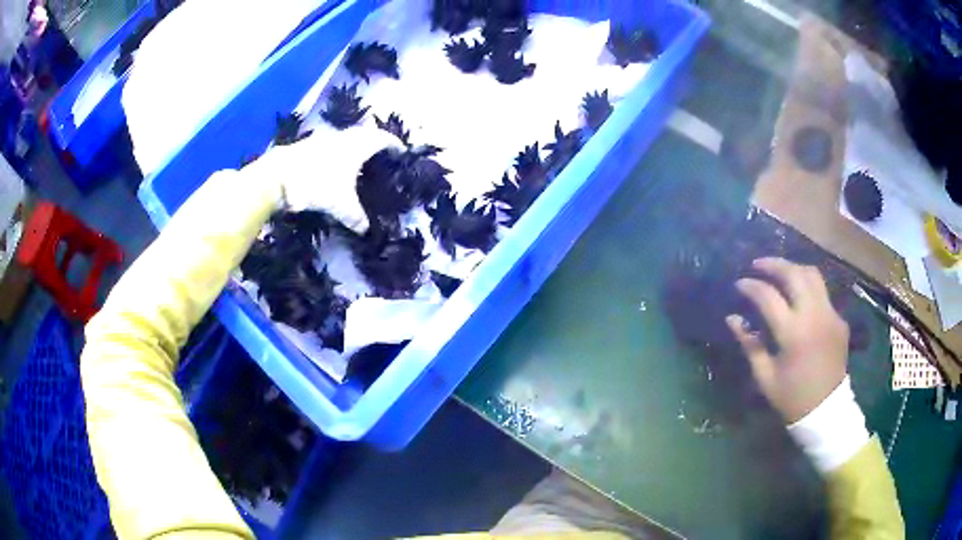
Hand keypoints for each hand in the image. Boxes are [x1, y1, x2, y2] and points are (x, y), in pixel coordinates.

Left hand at [245, 124, 401, 233]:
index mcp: (357, 147)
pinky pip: (331, 144)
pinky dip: (338, 151)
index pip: (382, 139)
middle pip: (365, 134)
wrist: (278, 176)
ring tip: (358, 160)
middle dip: (375, 142)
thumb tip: (365, 229)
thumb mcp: (340, 206)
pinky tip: (334, 166)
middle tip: (381, 154)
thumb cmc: (317, 185)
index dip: (394, 144)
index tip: (401, 152)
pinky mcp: (309, 145)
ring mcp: (324, 139)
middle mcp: (343, 137)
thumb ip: (356, 217)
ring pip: (346, 138)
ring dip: (355, 145)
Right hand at [725, 257, 848, 423]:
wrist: (826, 411)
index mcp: (793, 333)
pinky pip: (823, 293)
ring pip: (813, 275)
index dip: (751, 286)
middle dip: (773, 264)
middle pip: (794, 274)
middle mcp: (814, 315)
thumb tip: (733, 318)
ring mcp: (830, 314)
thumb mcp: (765, 377)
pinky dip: (808, 288)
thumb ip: (750, 344)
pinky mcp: (839, 319)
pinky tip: (799, 299)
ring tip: (779, 272)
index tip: (739, 284)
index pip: (768, 296)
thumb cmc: (791, 398)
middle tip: (757, 265)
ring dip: (793, 269)